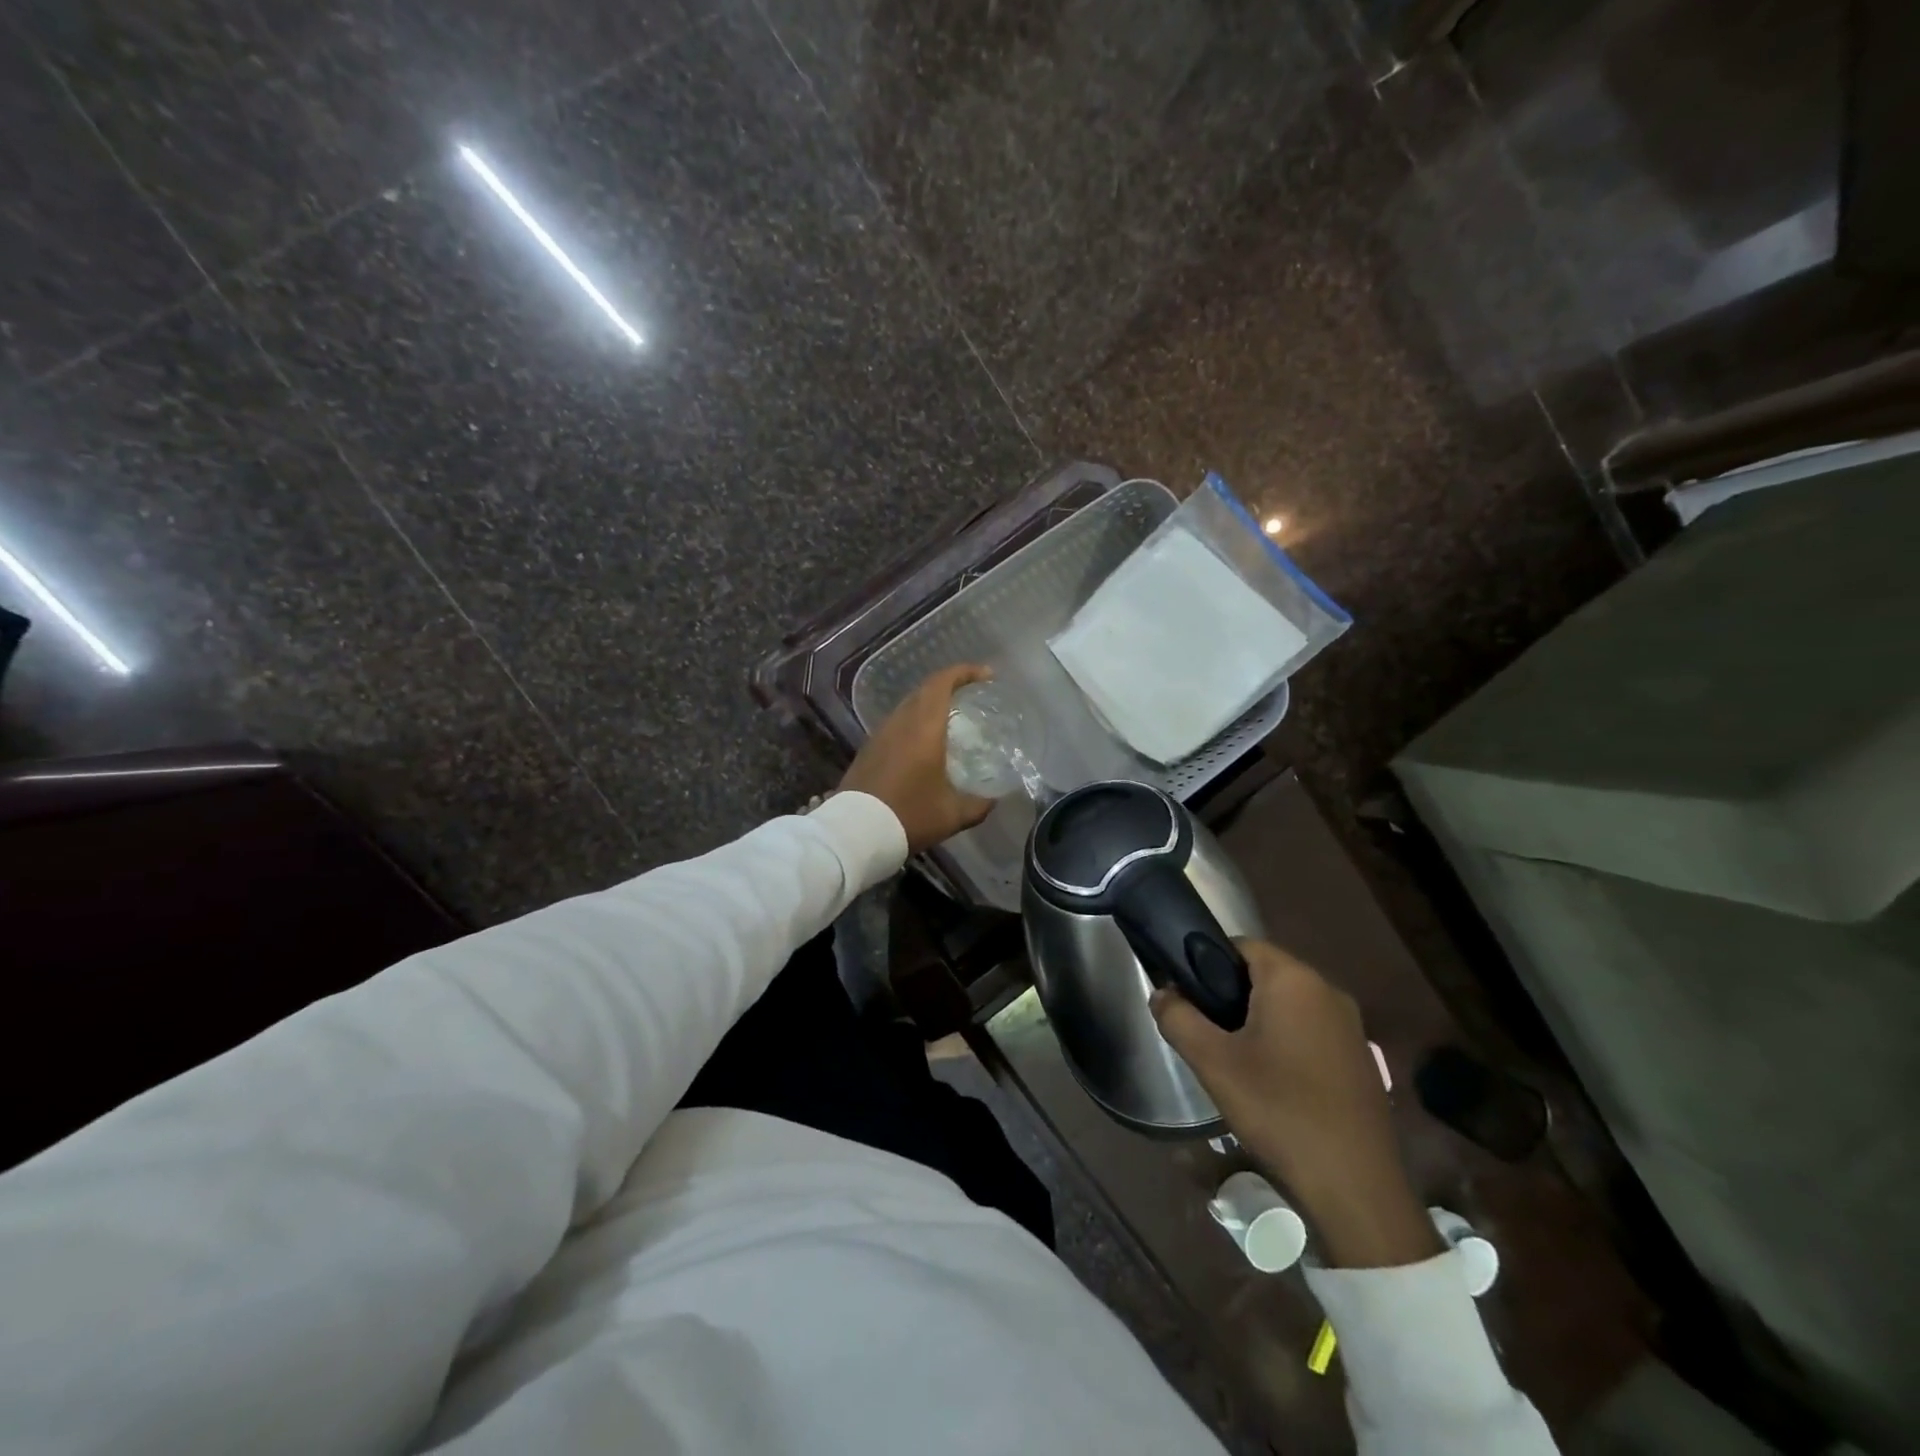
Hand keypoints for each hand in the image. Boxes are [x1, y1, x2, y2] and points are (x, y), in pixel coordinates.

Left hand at [840, 663, 995, 853]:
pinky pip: (897, 724)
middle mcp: (900, 722)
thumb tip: (995, 799)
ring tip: (952, 719)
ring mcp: (880, 734)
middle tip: (973, 695)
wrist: (855, 833)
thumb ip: (979, 804)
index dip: (965, 672)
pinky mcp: (868, 750)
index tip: (986, 675)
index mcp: (924, 727)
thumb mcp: (953, 815)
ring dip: (930, 705)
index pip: (942, 682)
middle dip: (950, 686)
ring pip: (908, 706)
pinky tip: (925, 744)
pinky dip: (915, 723)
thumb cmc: (909, 816)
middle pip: (925, 690)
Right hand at [1152, 940, 1440, 1268]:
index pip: (1241, 944)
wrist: (1355, 1186)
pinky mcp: (1360, 1057)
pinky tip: (1273, 1082)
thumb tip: (1161, 993)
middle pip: (1265, 973)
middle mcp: (1327, 990)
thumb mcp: (1212, 1062)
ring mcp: (1350, 1025)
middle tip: (1206, 1032)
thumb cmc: (1279, 1110)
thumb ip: (1177, 1017)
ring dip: (1258, 1020)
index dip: (1208, 962)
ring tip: (1234, 1059)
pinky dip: (1286, 1041)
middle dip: (1230, 994)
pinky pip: (1311, 1030)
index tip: (1189, 996)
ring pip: (1288, 1004)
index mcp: (1293, 979)